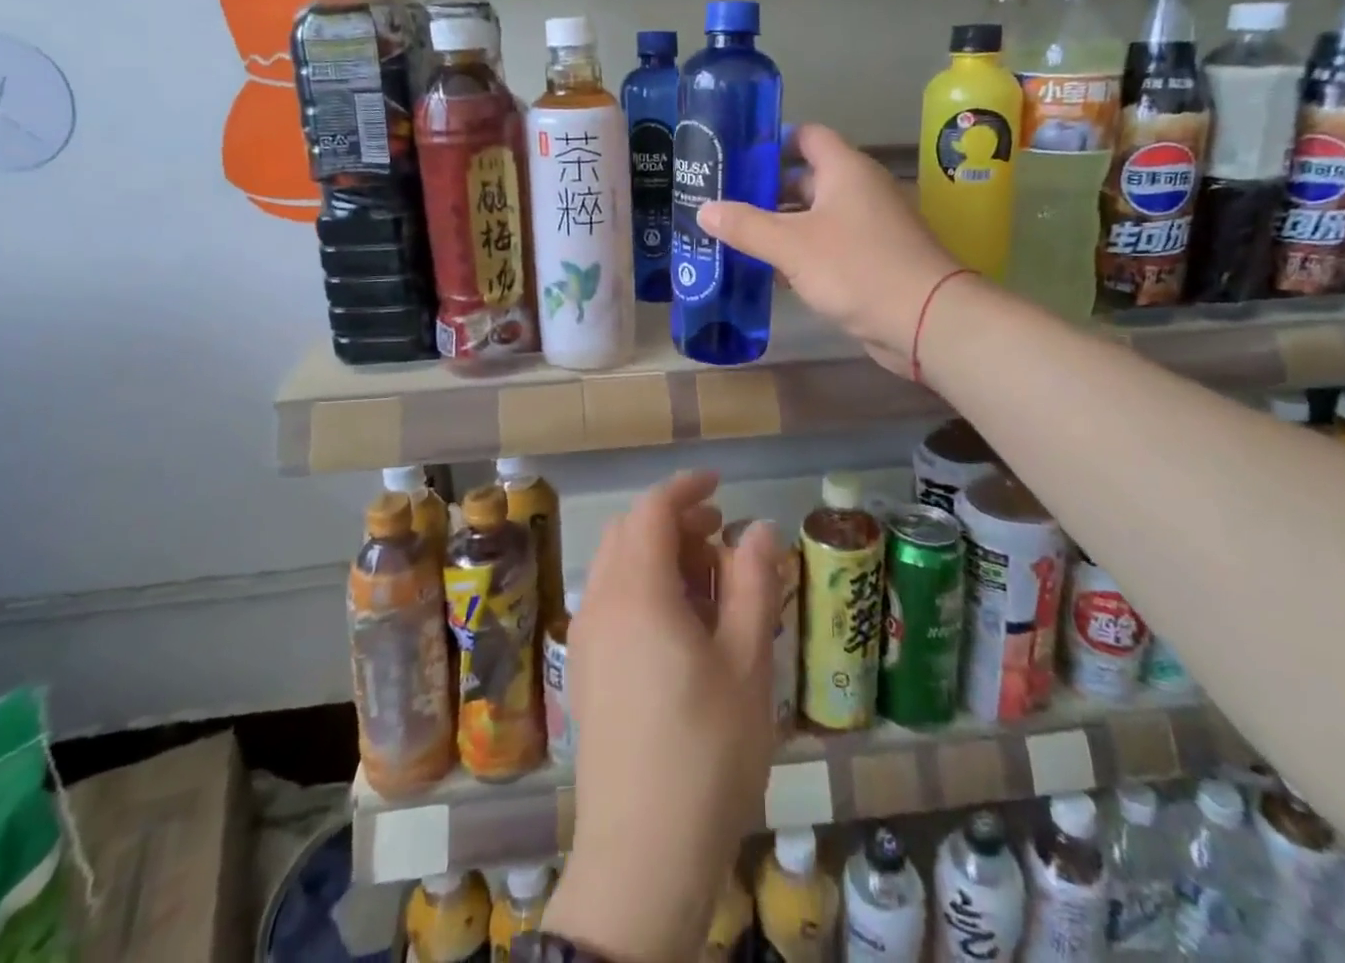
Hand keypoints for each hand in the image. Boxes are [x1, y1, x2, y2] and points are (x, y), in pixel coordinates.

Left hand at [543, 472, 781, 962]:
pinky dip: (644, 589)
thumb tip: (758, 528)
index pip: (652, 510)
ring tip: (710, 584)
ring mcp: (587, 640)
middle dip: (675, 522)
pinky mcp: (586, 673)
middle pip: (629, 533)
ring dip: (660, 556)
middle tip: (722, 538)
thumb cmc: (706, 752)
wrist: (642, 859)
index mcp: (636, 591)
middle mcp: (600, 603)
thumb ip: (753, 583)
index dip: (686, 488)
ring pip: (618, 567)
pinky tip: (682, 628)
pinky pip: (612, 603)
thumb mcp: (746, 662)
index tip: (720, 484)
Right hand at [699, 124, 961, 375]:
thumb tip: (704, 209)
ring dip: (781, 225)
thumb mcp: (791, 245)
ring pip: (815, 216)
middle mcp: (859, 190)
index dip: (773, 141)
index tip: (735, 157)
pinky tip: (770, 271)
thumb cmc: (856, 268)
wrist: (926, 319)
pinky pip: (828, 245)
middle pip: (806, 178)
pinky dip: (801, 252)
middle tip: (724, 202)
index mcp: (845, 170)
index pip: (807, 136)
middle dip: (766, 190)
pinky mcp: (872, 259)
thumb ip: (746, 226)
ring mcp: (869, 225)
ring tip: (736, 237)